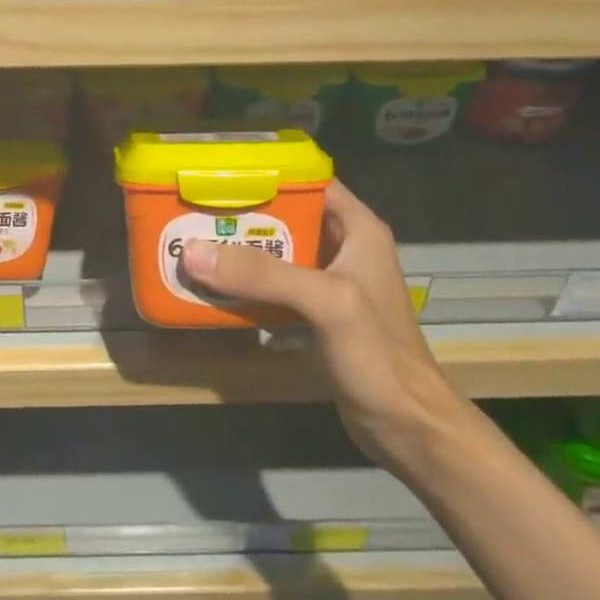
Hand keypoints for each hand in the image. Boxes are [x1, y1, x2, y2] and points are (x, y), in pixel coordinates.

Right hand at [177, 179, 466, 472]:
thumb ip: (263, 275)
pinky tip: (214, 288)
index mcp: (358, 229)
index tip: (218, 172)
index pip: (309, 180)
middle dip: (242, 213)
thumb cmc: (377, 355)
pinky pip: (274, 288)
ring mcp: (329, 283)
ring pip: (276, 252)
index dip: (267, 172)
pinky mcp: (315, 315)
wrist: (407, 426)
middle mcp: (343, 247)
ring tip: (193, 242)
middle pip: (286, 215)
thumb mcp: (325, 302)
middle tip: (193, 210)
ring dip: (240, 251)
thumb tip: (192, 252)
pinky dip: (246, 285)